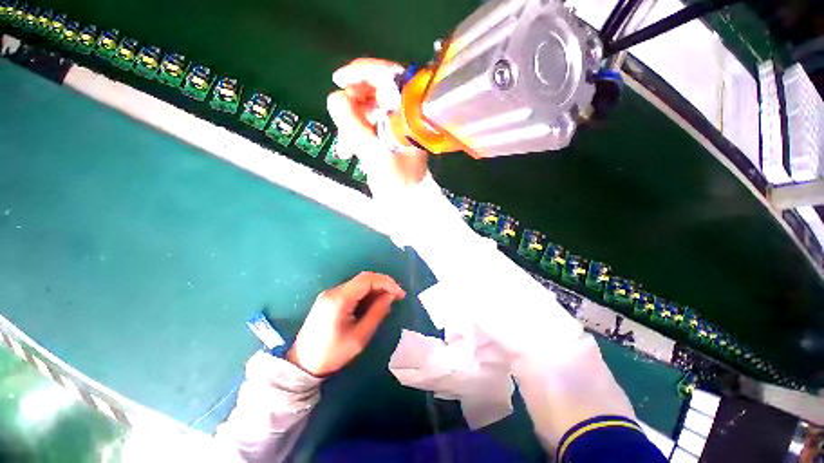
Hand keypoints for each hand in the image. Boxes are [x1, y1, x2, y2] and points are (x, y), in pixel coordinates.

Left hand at [287, 271, 405, 376]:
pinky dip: (366, 293)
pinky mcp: (329, 298)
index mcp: (340, 299)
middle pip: (364, 278)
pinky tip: (373, 303)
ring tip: (387, 301)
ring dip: (375, 289)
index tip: (400, 294)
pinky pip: (353, 290)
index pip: (368, 279)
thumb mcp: (359, 337)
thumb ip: (377, 313)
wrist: (302, 364)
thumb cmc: (332, 354)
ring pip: (359, 283)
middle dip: (383, 284)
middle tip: (396, 297)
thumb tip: (390, 296)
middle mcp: (334, 291)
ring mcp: (330, 293)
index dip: (387, 283)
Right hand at [327, 58, 428, 195]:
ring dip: (351, 125)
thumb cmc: (398, 184)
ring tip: (344, 148)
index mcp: (410, 116)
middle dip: (352, 106)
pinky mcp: (390, 142)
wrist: (408, 207)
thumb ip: (353, 123)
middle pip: (376, 93)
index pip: (389, 76)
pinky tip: (349, 151)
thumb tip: (335, 97)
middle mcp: (406, 118)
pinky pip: (368, 128)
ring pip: (368, 112)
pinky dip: (356, 136)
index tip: (338, 80)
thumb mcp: (374, 153)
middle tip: (341, 123)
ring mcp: (398, 130)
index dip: (362, 72)